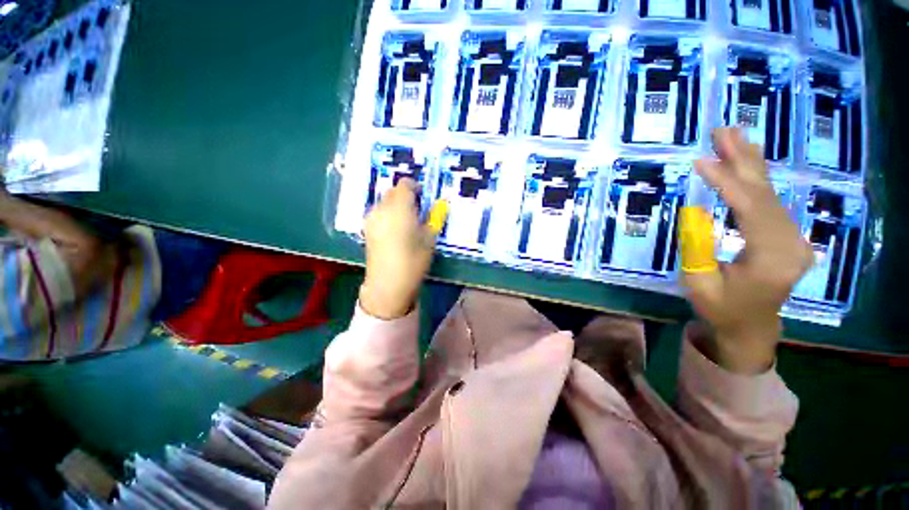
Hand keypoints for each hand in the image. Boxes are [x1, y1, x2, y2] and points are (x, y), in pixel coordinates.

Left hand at [359, 179, 435, 319]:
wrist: (388, 284)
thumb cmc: (413, 261)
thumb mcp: (429, 238)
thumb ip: (431, 218)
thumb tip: (432, 208)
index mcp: (400, 208)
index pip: (405, 185)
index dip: (415, 187)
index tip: (423, 198)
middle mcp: (382, 209)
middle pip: (393, 191)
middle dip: (405, 195)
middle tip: (417, 210)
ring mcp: (371, 219)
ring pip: (384, 202)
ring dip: (396, 204)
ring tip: (406, 221)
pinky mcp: (366, 229)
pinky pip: (378, 213)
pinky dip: (387, 214)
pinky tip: (395, 229)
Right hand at [684, 128, 813, 373]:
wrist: (751, 325)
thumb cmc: (721, 308)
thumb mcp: (699, 283)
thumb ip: (698, 247)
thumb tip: (695, 211)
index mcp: (771, 259)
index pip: (750, 209)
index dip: (725, 183)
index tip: (700, 162)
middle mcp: (791, 243)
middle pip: (766, 193)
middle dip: (743, 159)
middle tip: (722, 131)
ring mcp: (793, 237)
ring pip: (771, 192)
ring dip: (750, 163)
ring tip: (733, 136)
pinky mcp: (788, 234)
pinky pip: (771, 201)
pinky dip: (756, 178)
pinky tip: (747, 162)